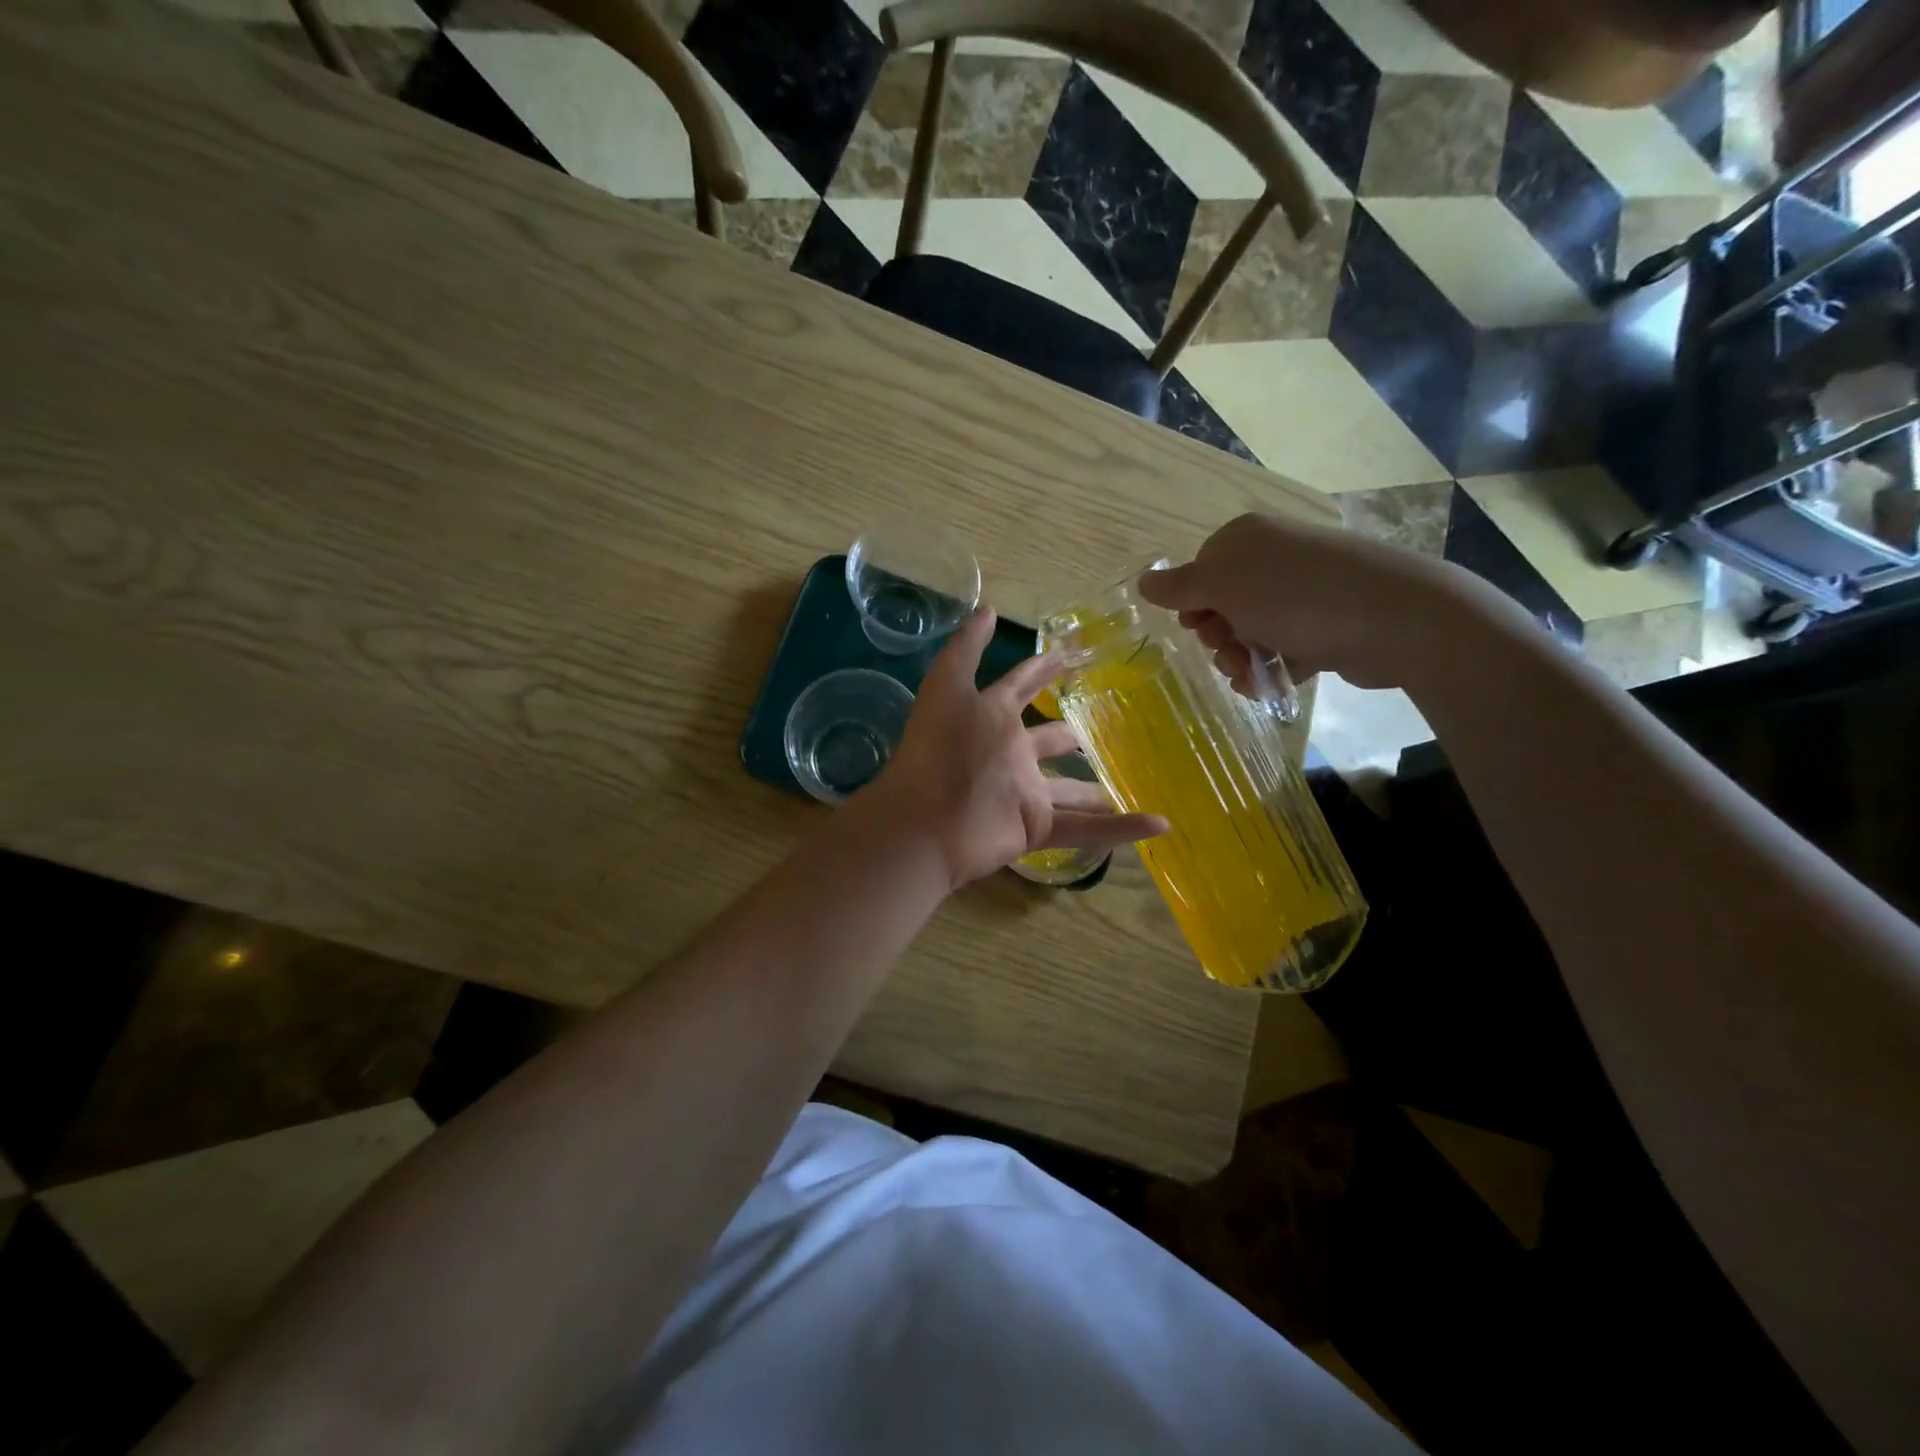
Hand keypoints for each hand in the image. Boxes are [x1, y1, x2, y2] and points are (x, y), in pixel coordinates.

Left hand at [866, 609, 1167, 889]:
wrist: (924, 821)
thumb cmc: (938, 749)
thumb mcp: (948, 687)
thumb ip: (966, 648)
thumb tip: (987, 607)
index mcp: (992, 718)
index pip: (1023, 686)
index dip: (1044, 669)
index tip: (1073, 654)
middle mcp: (1012, 753)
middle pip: (1050, 740)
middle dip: (1071, 734)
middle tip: (1104, 726)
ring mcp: (1025, 793)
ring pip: (1071, 790)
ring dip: (1097, 788)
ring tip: (1129, 779)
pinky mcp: (1036, 827)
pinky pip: (1086, 829)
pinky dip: (1122, 828)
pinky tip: (1159, 824)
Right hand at [1140, 512, 1478, 691]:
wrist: (1393, 617)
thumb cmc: (1294, 596)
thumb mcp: (1223, 586)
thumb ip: (1179, 587)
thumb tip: (1143, 581)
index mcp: (1246, 540)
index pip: (1200, 572)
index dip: (1193, 605)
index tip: (1198, 627)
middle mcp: (1275, 559)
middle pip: (1225, 605)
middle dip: (1219, 637)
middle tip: (1229, 652)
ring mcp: (1304, 592)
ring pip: (1253, 631)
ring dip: (1242, 658)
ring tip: (1252, 676)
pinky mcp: (1327, 624)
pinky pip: (1284, 648)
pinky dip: (1272, 669)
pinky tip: (1269, 687)